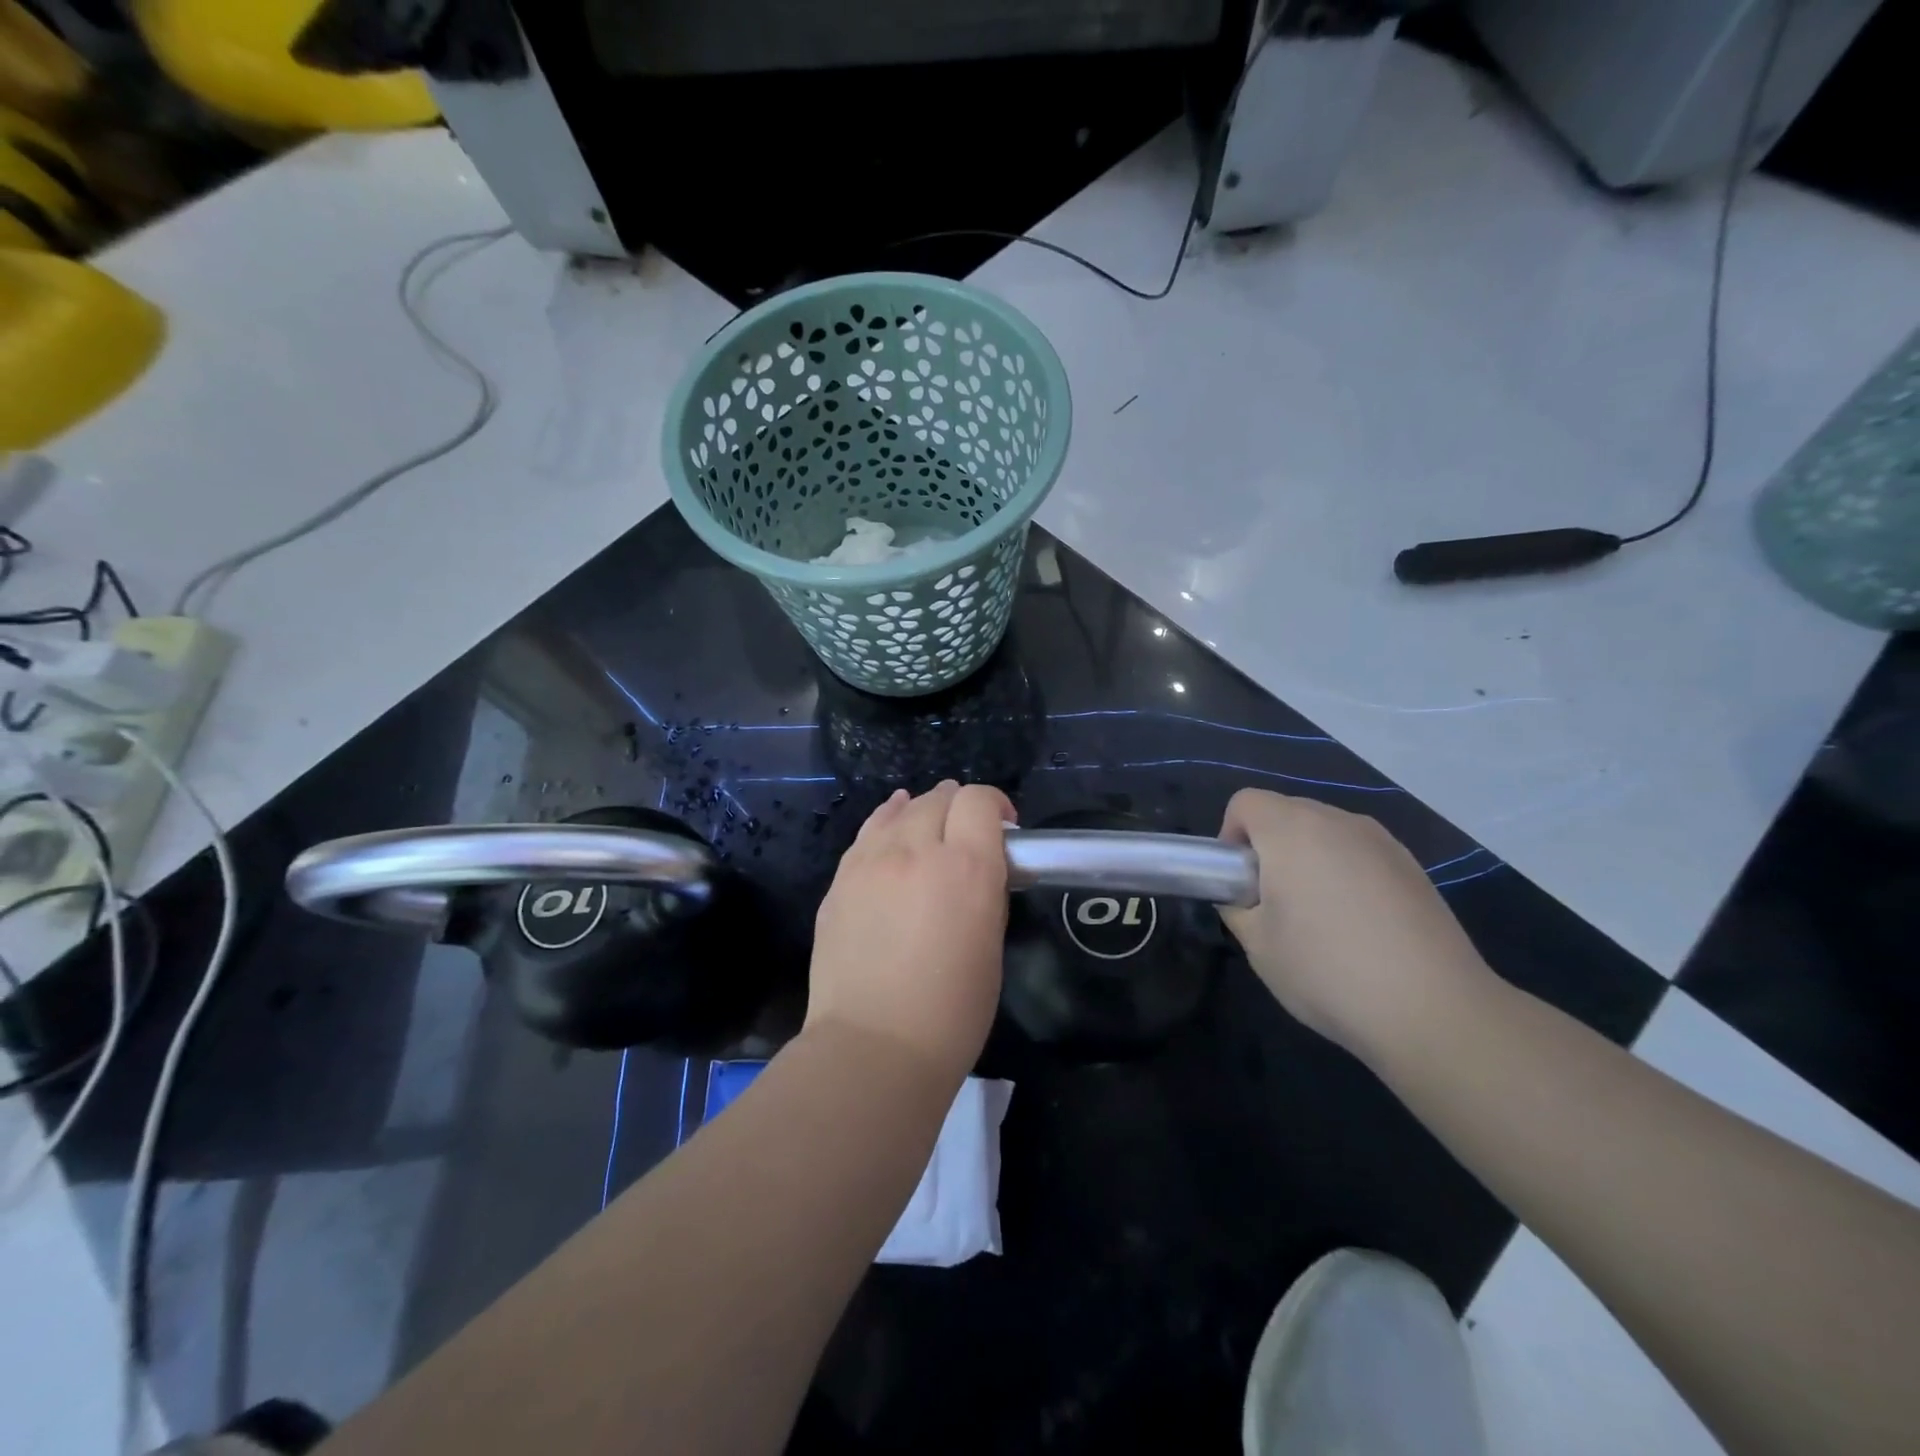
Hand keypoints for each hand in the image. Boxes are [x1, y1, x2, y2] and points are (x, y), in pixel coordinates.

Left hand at [806, 781, 1015, 1082]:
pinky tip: (892, 824)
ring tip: (929, 824)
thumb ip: (986, 893)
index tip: (1004, 829)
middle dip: (960, 806)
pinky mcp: (840, 880)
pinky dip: (888, 821)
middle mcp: (917, 851)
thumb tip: (978, 871)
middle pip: (940, 798)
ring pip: (900, 809)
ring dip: (922, 810)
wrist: (873, 1047)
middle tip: (968, 833)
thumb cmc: (951, 1012)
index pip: (979, 801)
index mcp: (966, 868)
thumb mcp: (991, 946)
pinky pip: (868, 833)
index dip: (995, 805)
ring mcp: (871, 862)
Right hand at [1217, 789, 1497, 1064]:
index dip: (1230, 835)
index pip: (1246, 802)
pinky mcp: (1413, 867)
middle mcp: (1338, 822)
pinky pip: (1360, 854)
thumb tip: (1244, 897)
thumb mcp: (1257, 945)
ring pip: (1326, 832)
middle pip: (1287, 812)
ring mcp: (1382, 842)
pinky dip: (1347, 874)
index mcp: (1292, 831)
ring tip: (1319, 917)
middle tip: (1272, 902)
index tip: (1238, 880)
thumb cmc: (1327, 971)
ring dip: (1309, 859)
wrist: (1433, 1010)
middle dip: (1269, 846)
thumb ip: (1237, 907)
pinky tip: (1360, 927)